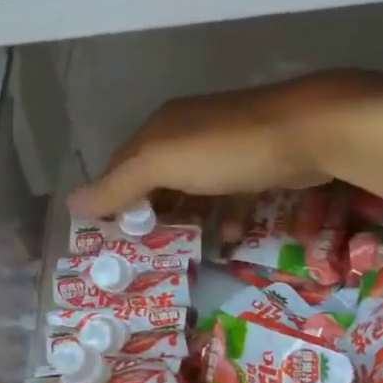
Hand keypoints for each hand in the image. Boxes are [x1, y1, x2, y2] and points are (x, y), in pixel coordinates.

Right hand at [68, 70, 382, 229]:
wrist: (311, 129)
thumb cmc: (228, 149)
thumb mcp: (163, 164)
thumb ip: (119, 184)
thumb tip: (71, 203)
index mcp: (161, 128)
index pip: (122, 166)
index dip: (111, 200)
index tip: (109, 240)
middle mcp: (189, 131)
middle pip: (157, 178)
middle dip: (150, 213)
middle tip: (146, 254)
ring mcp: (226, 144)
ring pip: (195, 188)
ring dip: (187, 219)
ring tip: (183, 254)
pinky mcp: (259, 159)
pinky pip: (231, 193)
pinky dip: (226, 216)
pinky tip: (231, 239)